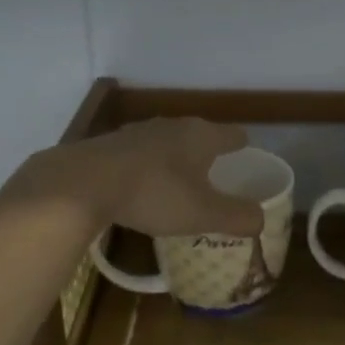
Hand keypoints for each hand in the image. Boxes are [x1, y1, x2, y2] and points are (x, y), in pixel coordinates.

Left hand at [12, 118, 265, 238]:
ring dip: (175, 160)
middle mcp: (173, 125)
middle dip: (208, 154)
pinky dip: (148, 168)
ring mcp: (138, 131)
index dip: (243, 148)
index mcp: (201, 136)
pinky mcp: (110, 144)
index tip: (247, 161)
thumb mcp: (203, 213)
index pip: (234, 135)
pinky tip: (141, 187)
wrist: (83, 183)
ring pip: (168, 143)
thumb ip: (237, 216)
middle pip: (200, 136)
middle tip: (215, 178)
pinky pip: (140, 154)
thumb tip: (261, 219)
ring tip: (179, 183)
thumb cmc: (154, 194)